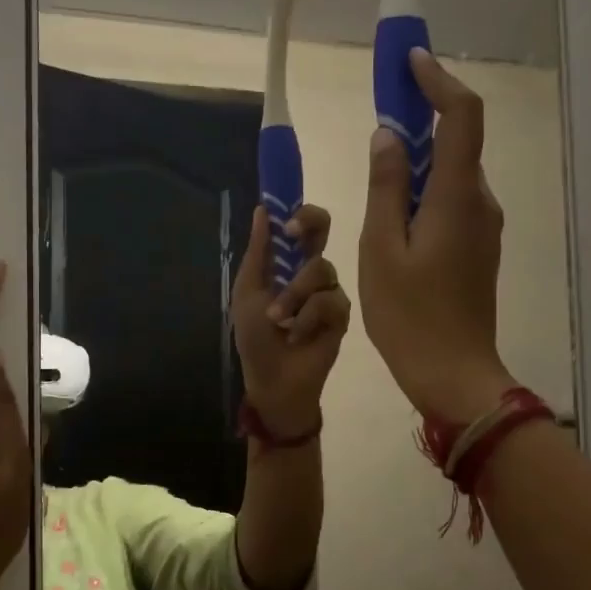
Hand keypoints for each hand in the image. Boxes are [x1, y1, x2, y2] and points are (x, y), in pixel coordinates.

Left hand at [231, 203, 351, 437]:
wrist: (273, 380)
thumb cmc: (255, 338)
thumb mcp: (248, 292)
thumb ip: (259, 252)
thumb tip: (262, 209)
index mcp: (287, 264)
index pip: (301, 226)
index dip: (299, 213)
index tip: (285, 219)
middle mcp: (312, 272)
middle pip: (323, 230)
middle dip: (310, 224)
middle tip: (293, 235)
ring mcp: (330, 291)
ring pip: (322, 269)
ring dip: (294, 294)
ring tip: (279, 320)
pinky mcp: (342, 314)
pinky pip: (330, 300)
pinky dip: (307, 317)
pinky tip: (297, 335)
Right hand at [358, 50, 515, 421]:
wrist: (453, 373)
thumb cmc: (408, 315)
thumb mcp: (381, 248)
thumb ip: (385, 186)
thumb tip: (388, 136)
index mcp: (455, 196)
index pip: (461, 116)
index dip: (438, 80)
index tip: (409, 61)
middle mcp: (479, 202)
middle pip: (457, 140)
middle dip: (423, 113)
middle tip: (384, 101)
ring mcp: (484, 226)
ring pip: (452, 172)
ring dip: (420, 154)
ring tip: (378, 159)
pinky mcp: (478, 247)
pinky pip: (451, 200)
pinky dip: (425, 186)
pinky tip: (394, 208)